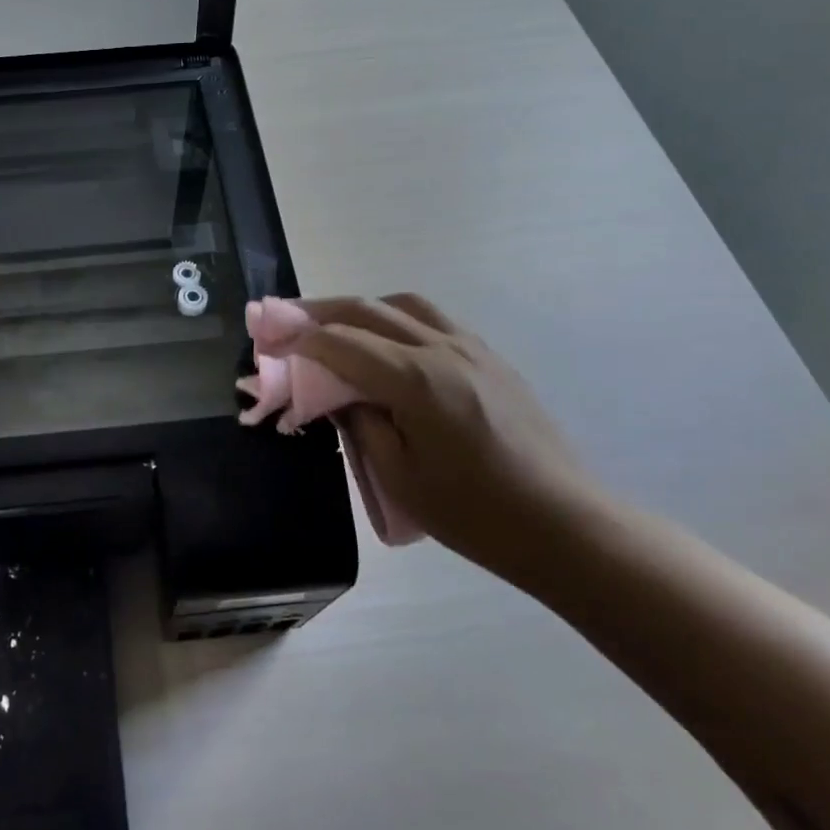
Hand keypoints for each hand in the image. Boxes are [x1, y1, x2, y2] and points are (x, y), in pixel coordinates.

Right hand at [292, 294, 604, 579]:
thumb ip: (359, 422)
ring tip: (332, 324)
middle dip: (318, 311)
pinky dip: (394, 318)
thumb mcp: (398, 475)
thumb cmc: (474, 513)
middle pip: (366, 310)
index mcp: (415, 380)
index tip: (265, 342)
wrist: (564, 525)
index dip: (297, 339)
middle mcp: (442, 349)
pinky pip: (432, 320)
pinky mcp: (491, 359)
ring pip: (403, 305)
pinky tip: (385, 342)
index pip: (340, 342)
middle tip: (283, 320)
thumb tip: (336, 394)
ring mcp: (472, 349)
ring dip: (359, 307)